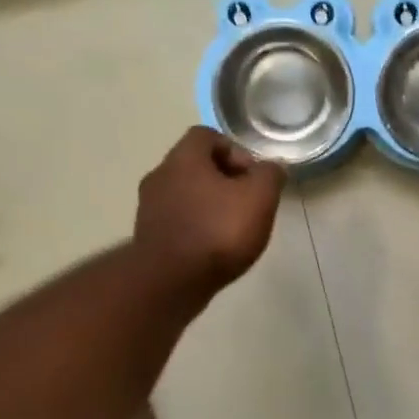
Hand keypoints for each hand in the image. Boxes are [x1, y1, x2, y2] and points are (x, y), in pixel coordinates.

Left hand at [134, 127, 285, 294]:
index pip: (207, 135)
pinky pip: (177, 220)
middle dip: (224, 180)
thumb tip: (271, 167)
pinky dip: (196, 227)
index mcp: (184, 158)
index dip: (235, 150)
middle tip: (247, 203)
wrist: (170, 283)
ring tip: (232, 229)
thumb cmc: (218, 232)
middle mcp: (160, 175)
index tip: (253, 177)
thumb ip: (270, 175)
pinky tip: (213, 248)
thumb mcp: (259, 197)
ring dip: (209, 205)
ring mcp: (149, 207)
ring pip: (185, 194)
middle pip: (195, 166)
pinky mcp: (147, 236)